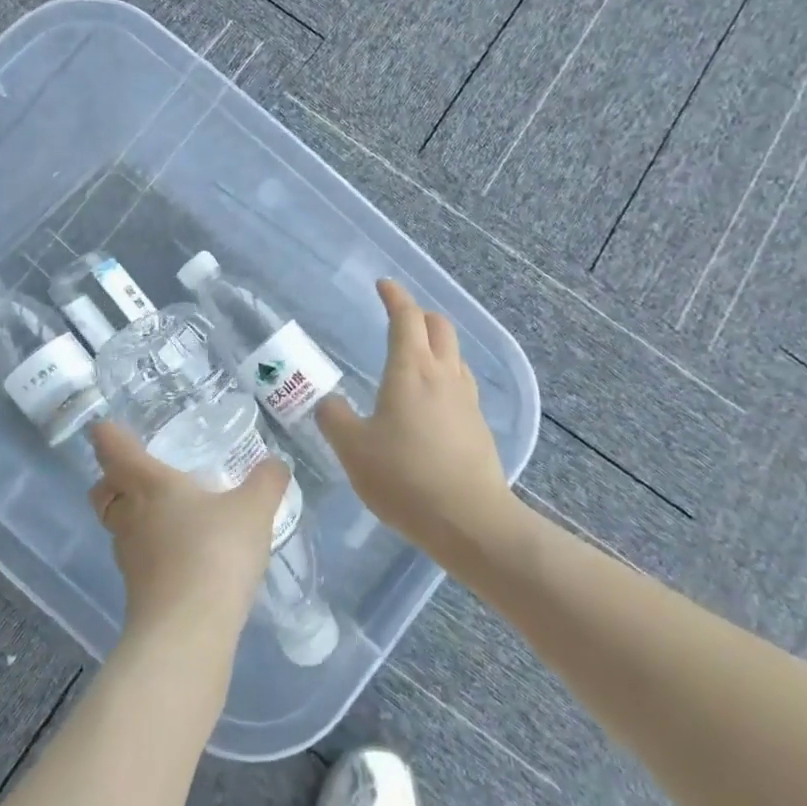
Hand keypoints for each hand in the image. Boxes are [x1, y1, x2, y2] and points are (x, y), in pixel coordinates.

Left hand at [87, 421, 289, 641]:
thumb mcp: (253, 509)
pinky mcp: (138, 592)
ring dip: (134, 516)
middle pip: (103, 492)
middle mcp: (130, 516)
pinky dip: (152, 550)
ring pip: (118, 527)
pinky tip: (184, 553)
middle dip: (112, 480)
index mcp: (149, 485)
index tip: (105, 426)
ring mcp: (130, 558)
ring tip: (169, 513)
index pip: (114, 451)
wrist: (188, 632)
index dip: (108, 435)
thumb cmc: (215, 552)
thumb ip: (267, 481)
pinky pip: (138, 558)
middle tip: (138, 475)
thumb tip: (276, 463)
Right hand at [316, 279, 512, 553]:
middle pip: (439, 326)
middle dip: (418, 314)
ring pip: (454, 353)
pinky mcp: (478, 424)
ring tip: (415, 356)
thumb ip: (335, 419)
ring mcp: (467, 399)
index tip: (383, 285)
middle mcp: (444, 374)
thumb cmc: (404, 477)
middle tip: (398, 319)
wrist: (469, 520)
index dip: (395, 296)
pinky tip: (432, 399)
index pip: (406, 317)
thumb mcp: (353, 449)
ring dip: (435, 343)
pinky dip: (445, 373)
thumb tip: (328, 401)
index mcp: (411, 369)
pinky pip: (461, 382)